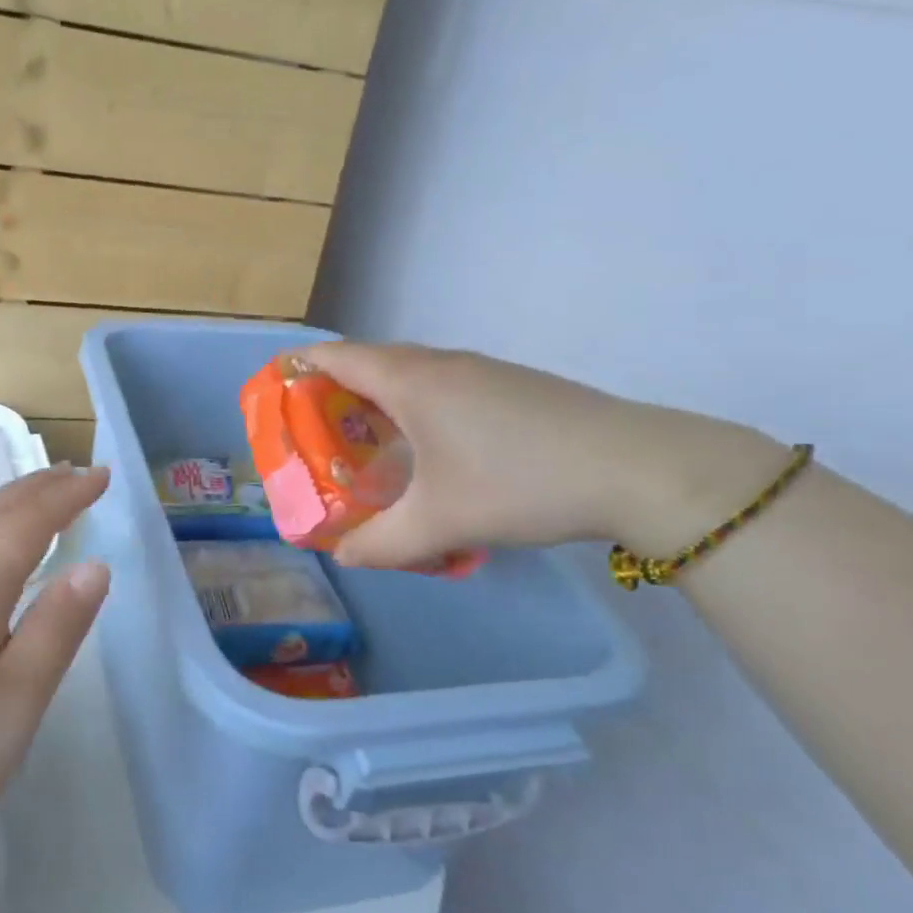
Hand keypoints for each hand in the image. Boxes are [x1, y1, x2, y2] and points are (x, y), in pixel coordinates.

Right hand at [300, 342, 780, 567]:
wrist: (638, 468)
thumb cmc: (520, 482)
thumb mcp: (441, 522)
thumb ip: (381, 543)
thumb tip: (344, 556)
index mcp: (410, 380)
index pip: (335, 356)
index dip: (297, 367)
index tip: (274, 391)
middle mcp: (440, 363)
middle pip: (369, 362)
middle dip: (333, 390)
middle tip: (315, 432)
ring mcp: (481, 370)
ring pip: (410, 374)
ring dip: (379, 399)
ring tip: (365, 443)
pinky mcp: (511, 386)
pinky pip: (441, 385)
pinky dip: (416, 406)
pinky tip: (430, 450)